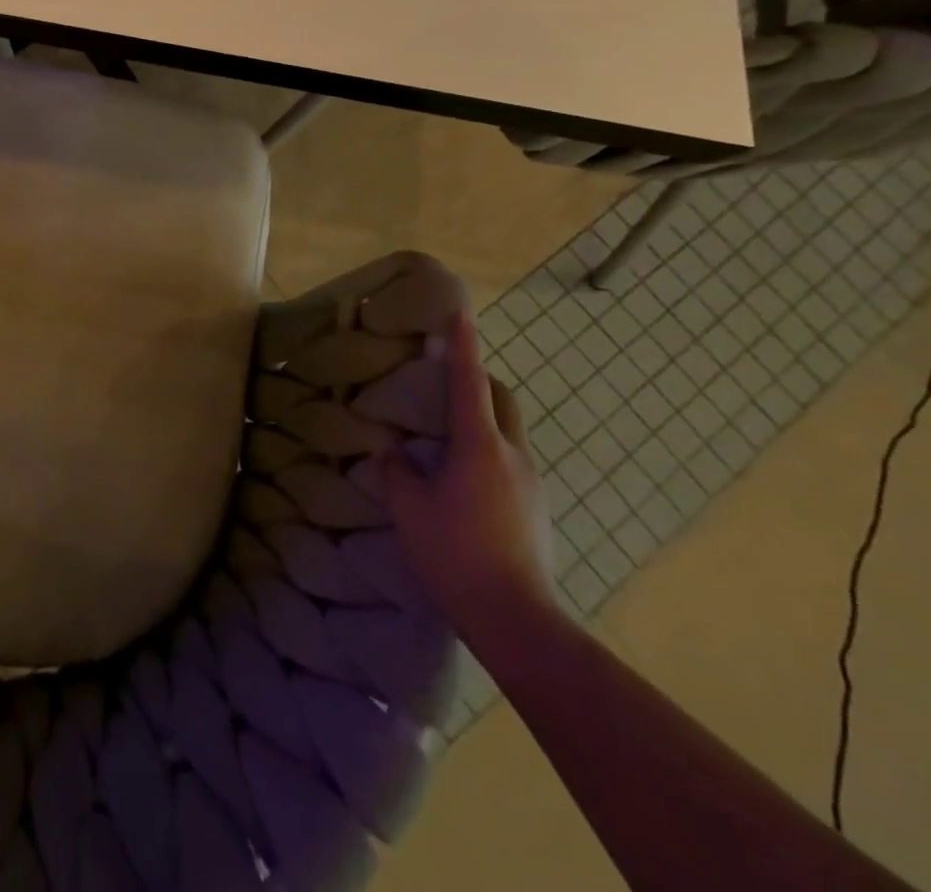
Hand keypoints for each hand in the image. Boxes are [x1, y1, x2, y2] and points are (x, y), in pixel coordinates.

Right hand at [379, 310, 555, 640]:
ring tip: (446, 440)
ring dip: (481, 421)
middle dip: (478, 380)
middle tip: (445, 382)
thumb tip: (393, 452)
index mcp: (478, 446)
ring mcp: (531, 484)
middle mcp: (512, 456)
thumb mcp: (409, 509)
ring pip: (507, 433)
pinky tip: (462, 485)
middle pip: (501, 400)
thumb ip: (397, 472)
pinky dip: (486, 454)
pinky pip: (510, 463)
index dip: (463, 345)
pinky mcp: (536, 510)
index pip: (470, 382)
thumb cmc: (455, 553)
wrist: (517, 619)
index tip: (460, 311)